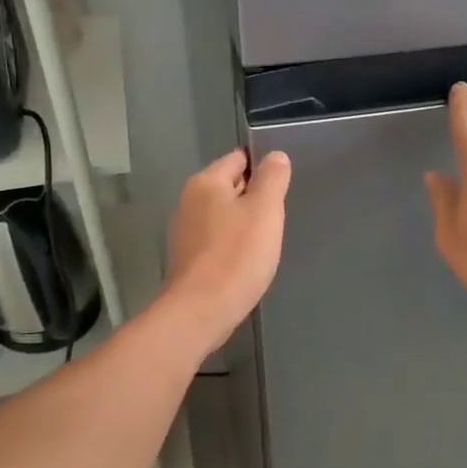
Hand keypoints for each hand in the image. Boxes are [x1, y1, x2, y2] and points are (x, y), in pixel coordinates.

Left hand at [165, 147, 291, 348]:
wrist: (201, 311)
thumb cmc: (237, 255)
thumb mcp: (265, 210)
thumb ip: (272, 178)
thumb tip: (275, 156)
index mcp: (205, 183)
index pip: (238, 159)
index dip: (263, 168)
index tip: (282, 187)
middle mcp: (189, 202)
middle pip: (229, 187)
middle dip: (254, 198)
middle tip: (278, 217)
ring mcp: (184, 232)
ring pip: (223, 216)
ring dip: (244, 224)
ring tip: (265, 242)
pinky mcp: (187, 259)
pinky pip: (216, 241)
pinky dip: (232, 246)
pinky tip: (246, 262)